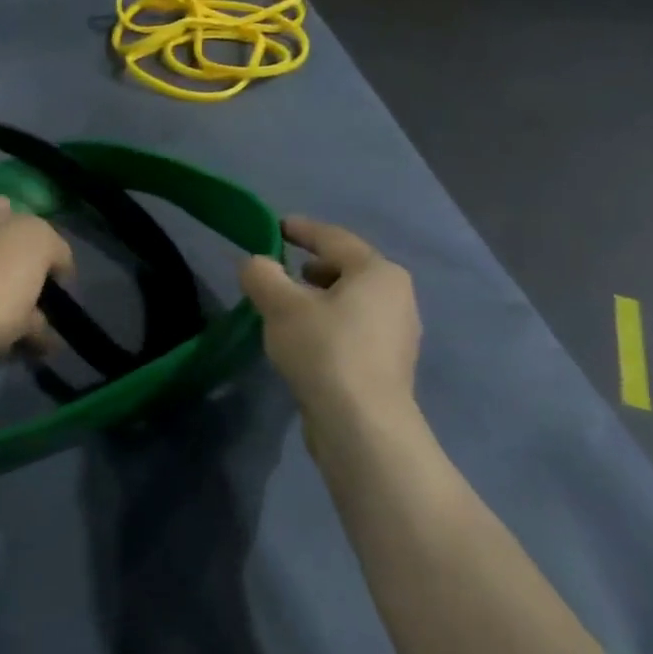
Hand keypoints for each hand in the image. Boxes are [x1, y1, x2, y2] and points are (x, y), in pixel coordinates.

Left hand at [0, 195, 74, 353]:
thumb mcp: (22, 327)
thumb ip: (39, 327)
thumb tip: (49, 339)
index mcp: (40, 238)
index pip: (61, 255)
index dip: (60, 275)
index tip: (52, 294)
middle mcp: (10, 214)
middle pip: (25, 229)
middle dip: (24, 249)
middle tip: (13, 276)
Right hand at [239, 216, 425, 438]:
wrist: (361, 426)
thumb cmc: (324, 350)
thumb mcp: (280, 305)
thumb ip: (262, 275)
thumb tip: (255, 264)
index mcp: (378, 272)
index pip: (333, 238)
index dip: (301, 230)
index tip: (275, 226)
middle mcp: (397, 297)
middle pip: (346, 270)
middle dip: (310, 267)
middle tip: (280, 271)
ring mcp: (397, 335)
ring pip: (350, 303)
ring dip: (318, 299)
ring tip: (285, 308)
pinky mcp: (388, 367)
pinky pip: (352, 330)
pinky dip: (328, 325)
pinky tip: (303, 341)